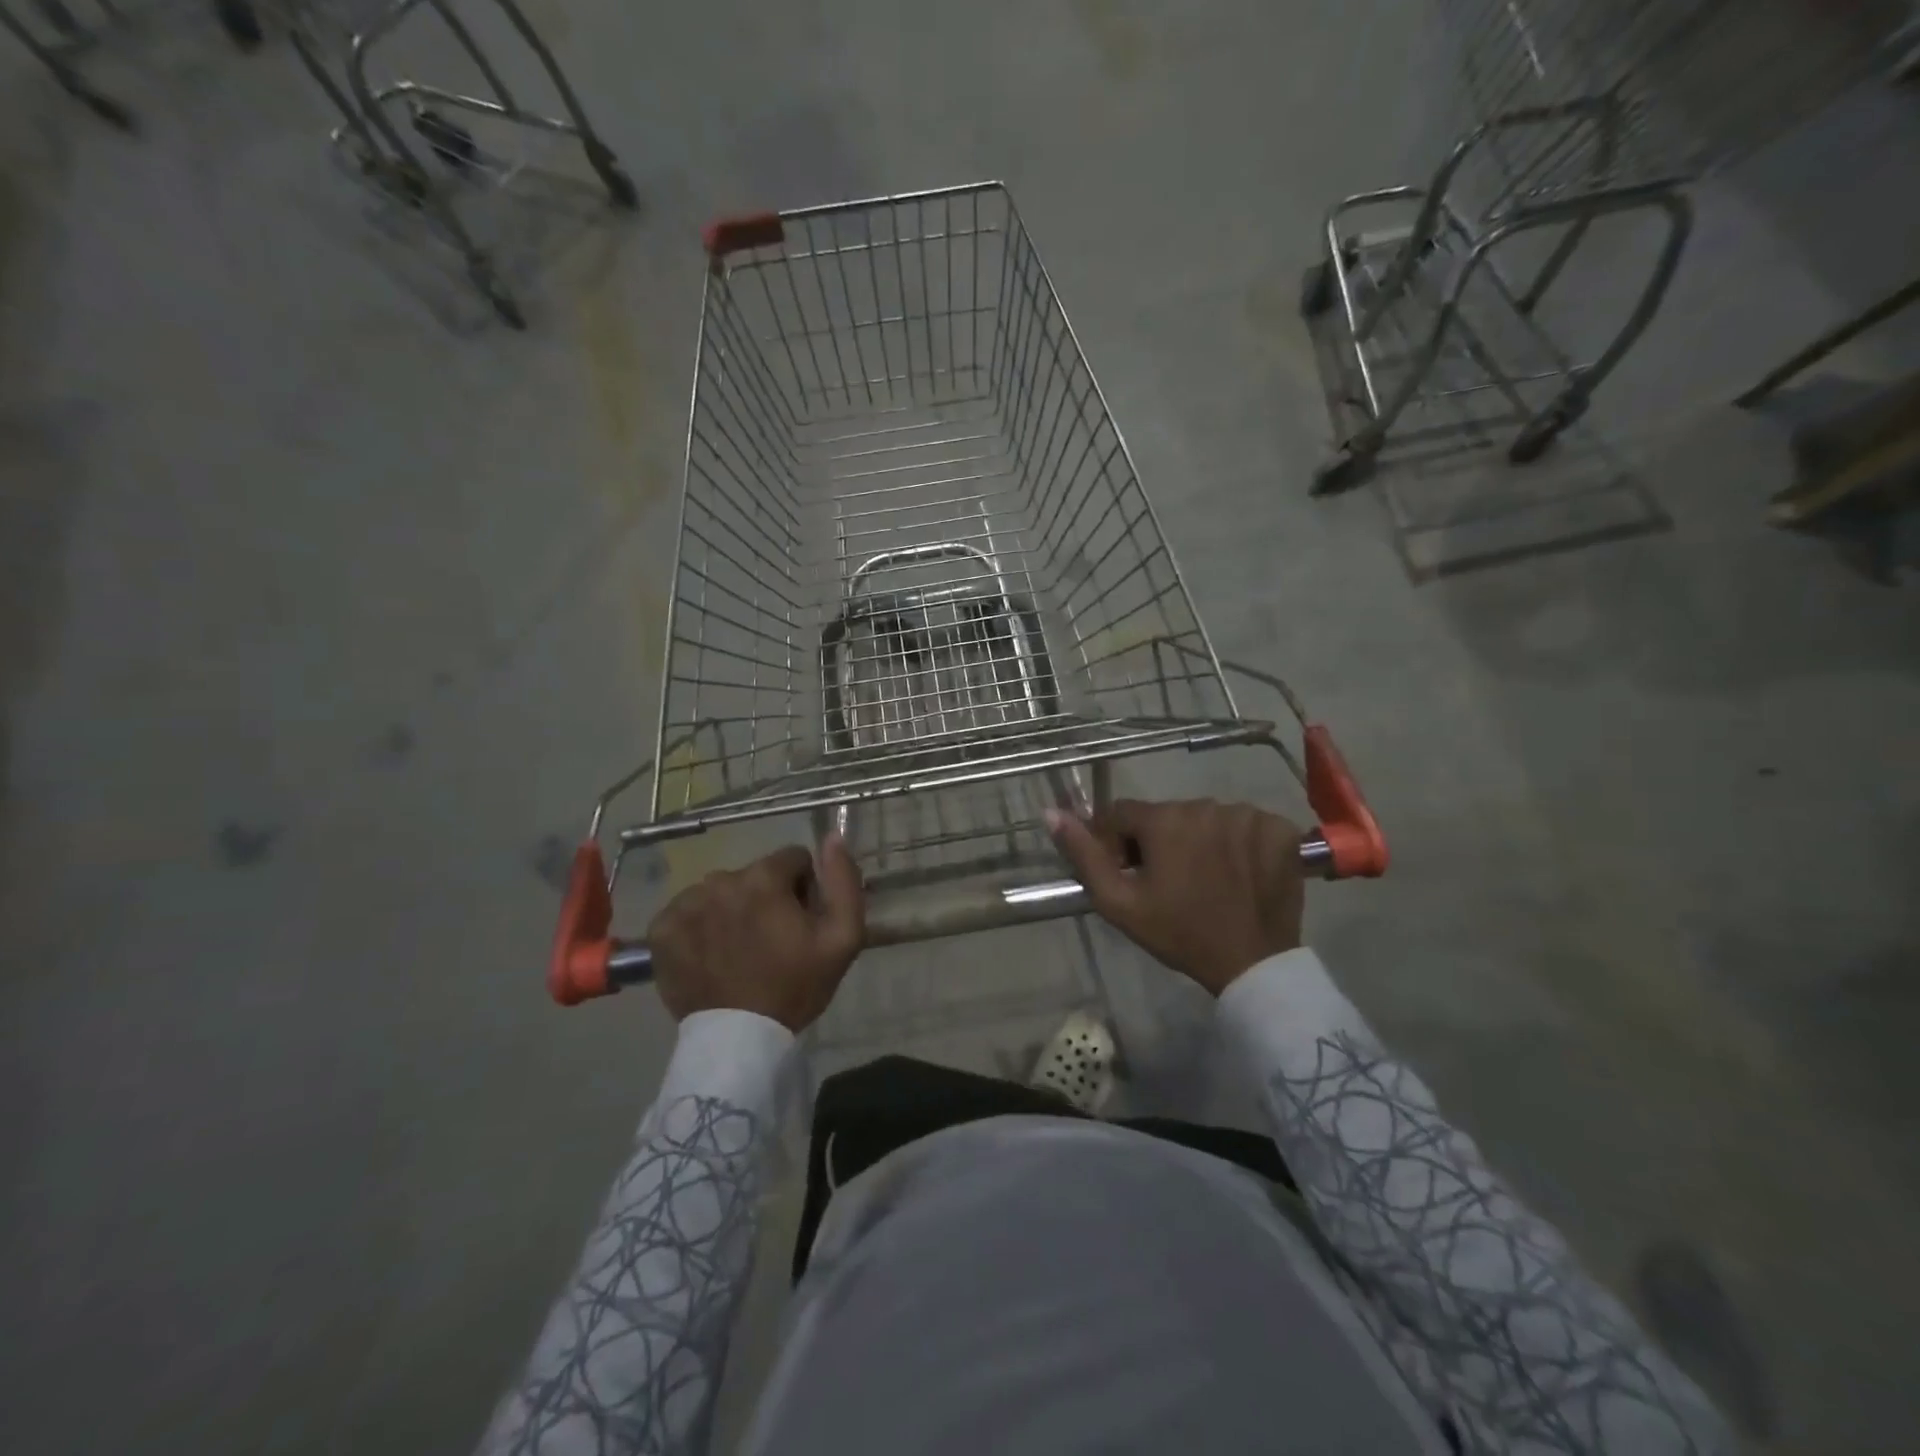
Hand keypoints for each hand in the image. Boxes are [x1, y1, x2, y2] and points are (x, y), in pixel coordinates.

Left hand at [646, 836, 864, 1029]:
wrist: (740, 1040)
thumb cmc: (795, 987)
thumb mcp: (843, 937)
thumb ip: (843, 881)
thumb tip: (833, 837)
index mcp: (764, 877)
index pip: (793, 859)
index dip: (803, 888)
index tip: (801, 920)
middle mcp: (720, 880)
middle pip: (754, 876)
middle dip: (766, 898)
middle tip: (772, 941)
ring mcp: (686, 904)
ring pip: (720, 892)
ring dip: (732, 910)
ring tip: (739, 951)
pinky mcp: (662, 930)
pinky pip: (687, 912)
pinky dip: (699, 927)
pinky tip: (710, 955)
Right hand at [1046, 799, 1303, 995]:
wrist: (1252, 964)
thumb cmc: (1178, 933)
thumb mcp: (1118, 902)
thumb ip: (1083, 854)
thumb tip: (1051, 813)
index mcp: (1163, 819)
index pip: (1122, 814)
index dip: (1117, 844)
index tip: (1130, 875)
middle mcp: (1205, 805)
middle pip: (1166, 816)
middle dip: (1159, 842)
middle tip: (1168, 884)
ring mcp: (1247, 815)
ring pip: (1206, 818)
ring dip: (1199, 841)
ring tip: (1205, 880)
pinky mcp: (1279, 829)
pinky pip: (1246, 825)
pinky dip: (1239, 843)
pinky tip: (1240, 872)